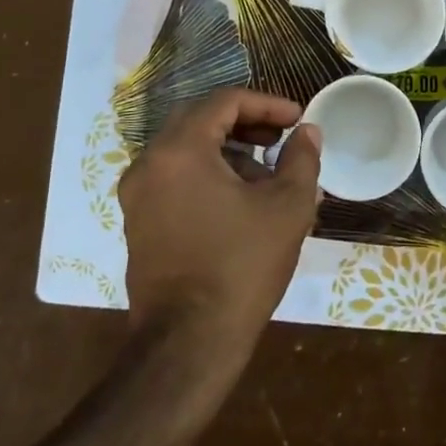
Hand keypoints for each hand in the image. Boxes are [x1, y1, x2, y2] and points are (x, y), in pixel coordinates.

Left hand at [119, 88, 322, 350]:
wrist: (189, 344)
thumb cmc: (242, 266)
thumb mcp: (288, 206)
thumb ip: (301, 158)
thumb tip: (307, 132)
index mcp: (180, 150)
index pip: (224, 102)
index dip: (267, 103)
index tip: (298, 118)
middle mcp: (149, 163)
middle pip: (200, 119)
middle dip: (246, 122)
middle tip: (281, 136)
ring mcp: (138, 195)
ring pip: (187, 149)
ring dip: (229, 149)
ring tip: (268, 173)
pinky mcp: (138, 222)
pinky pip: (175, 177)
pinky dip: (208, 173)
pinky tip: (241, 200)